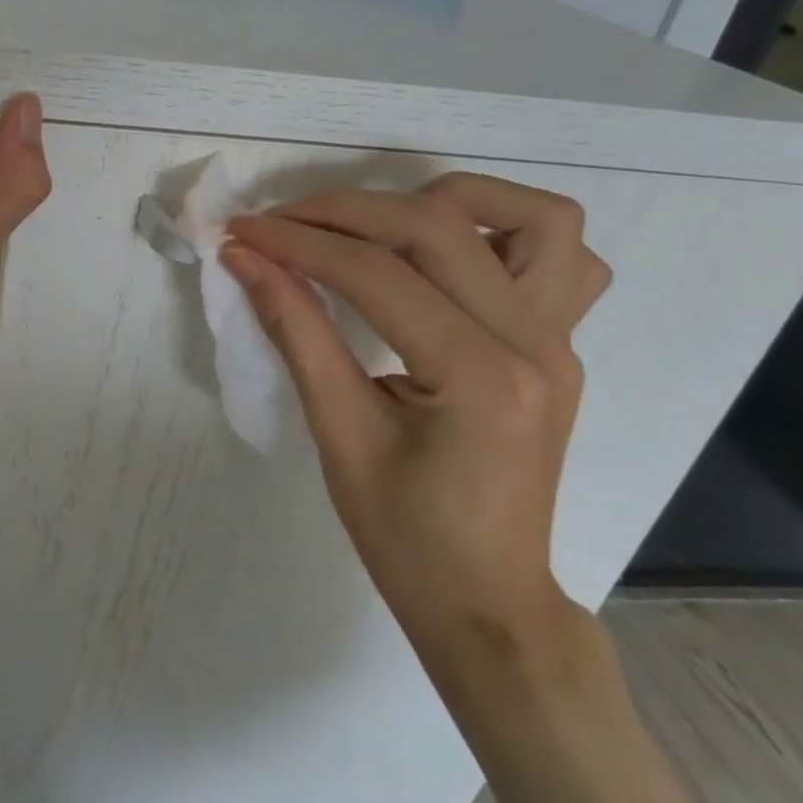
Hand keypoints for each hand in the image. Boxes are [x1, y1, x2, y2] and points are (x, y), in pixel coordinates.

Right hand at [221, 174, 609, 661]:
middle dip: (344, 211)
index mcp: (480, 378)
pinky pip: (562, 258)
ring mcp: (562, 340)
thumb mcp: (338, 434)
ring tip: (377, 224)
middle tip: (280, 224)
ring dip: (445, 200)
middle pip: (437, 226)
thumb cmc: (404, 536)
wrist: (487, 602)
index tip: (240, 232)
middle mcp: (537, 344)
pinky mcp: (560, 344)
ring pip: (534, 218)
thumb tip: (246, 259)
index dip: (298, 243)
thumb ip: (295, 331)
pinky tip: (447, 257)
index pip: (375, 274)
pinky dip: (503, 232)